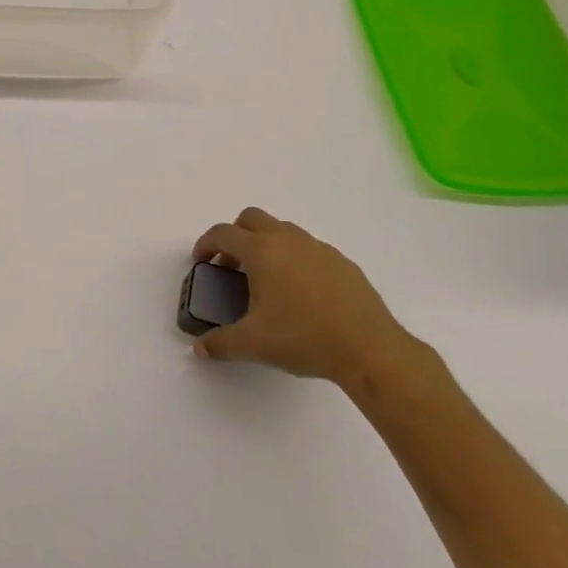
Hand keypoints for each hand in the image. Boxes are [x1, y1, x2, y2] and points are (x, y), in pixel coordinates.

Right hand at [190, 207, 422, 395]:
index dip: (206, 243)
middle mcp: (288, 240)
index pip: (223, 233)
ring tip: (267, 279)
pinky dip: (296, 259)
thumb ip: (221, 344)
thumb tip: (199, 349)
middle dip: (236, 234)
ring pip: (283, 230)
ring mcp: (318, 248)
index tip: (201, 260)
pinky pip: (309, 249)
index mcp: (262, 251)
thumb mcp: (254, 345)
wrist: (368, 348)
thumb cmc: (303, 338)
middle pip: (252, 218)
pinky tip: (302, 293)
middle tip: (232, 264)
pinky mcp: (342, 262)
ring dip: (267, 243)